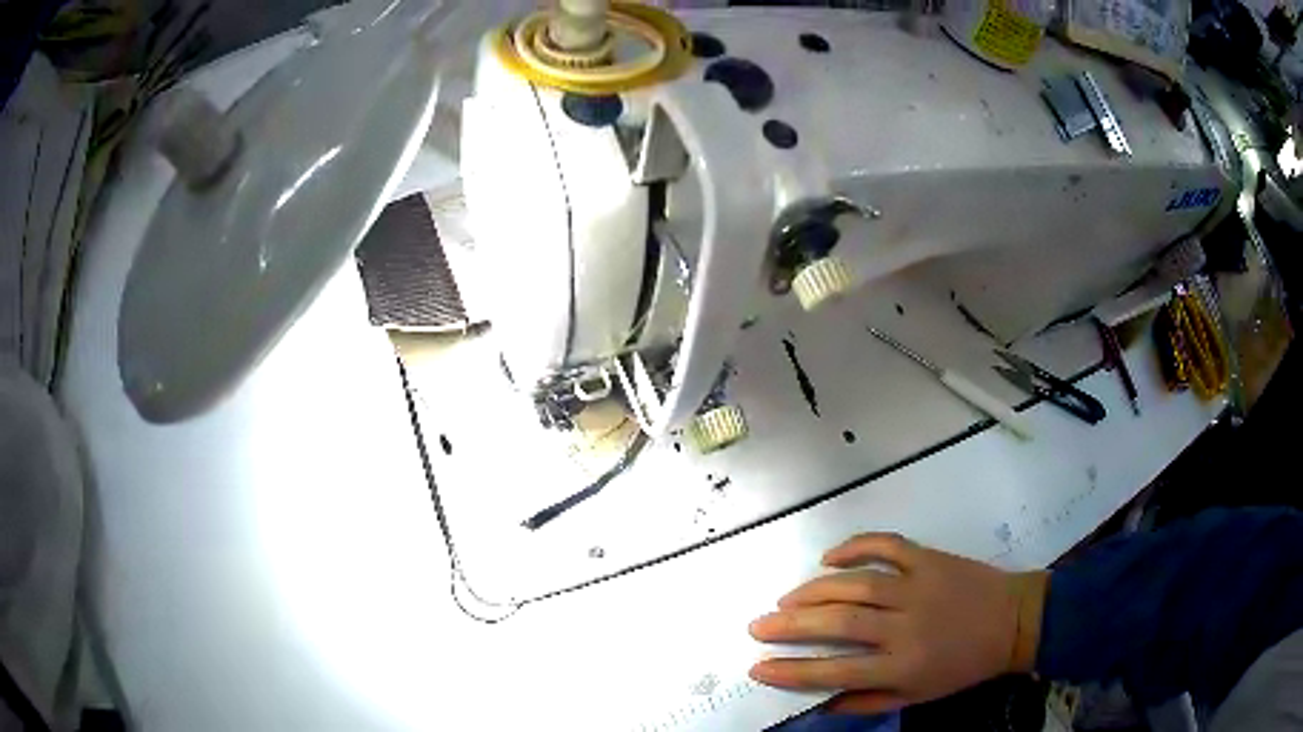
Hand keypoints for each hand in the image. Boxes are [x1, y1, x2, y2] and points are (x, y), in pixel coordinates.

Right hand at [748, 533, 1046, 713]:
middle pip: (838, 623)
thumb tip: (822, 703)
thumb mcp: (918, 697)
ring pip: (855, 584)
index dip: (792, 671)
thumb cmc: (964, 666)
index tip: (758, 668)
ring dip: (813, 590)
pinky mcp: (928, 558)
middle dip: (790, 626)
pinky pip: (886, 545)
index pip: (836, 671)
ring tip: (784, 600)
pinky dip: (854, 547)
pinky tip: (828, 557)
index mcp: (903, 665)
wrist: (1013, 621)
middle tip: (757, 626)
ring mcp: (917, 586)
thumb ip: (868, 701)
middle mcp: (905, 626)